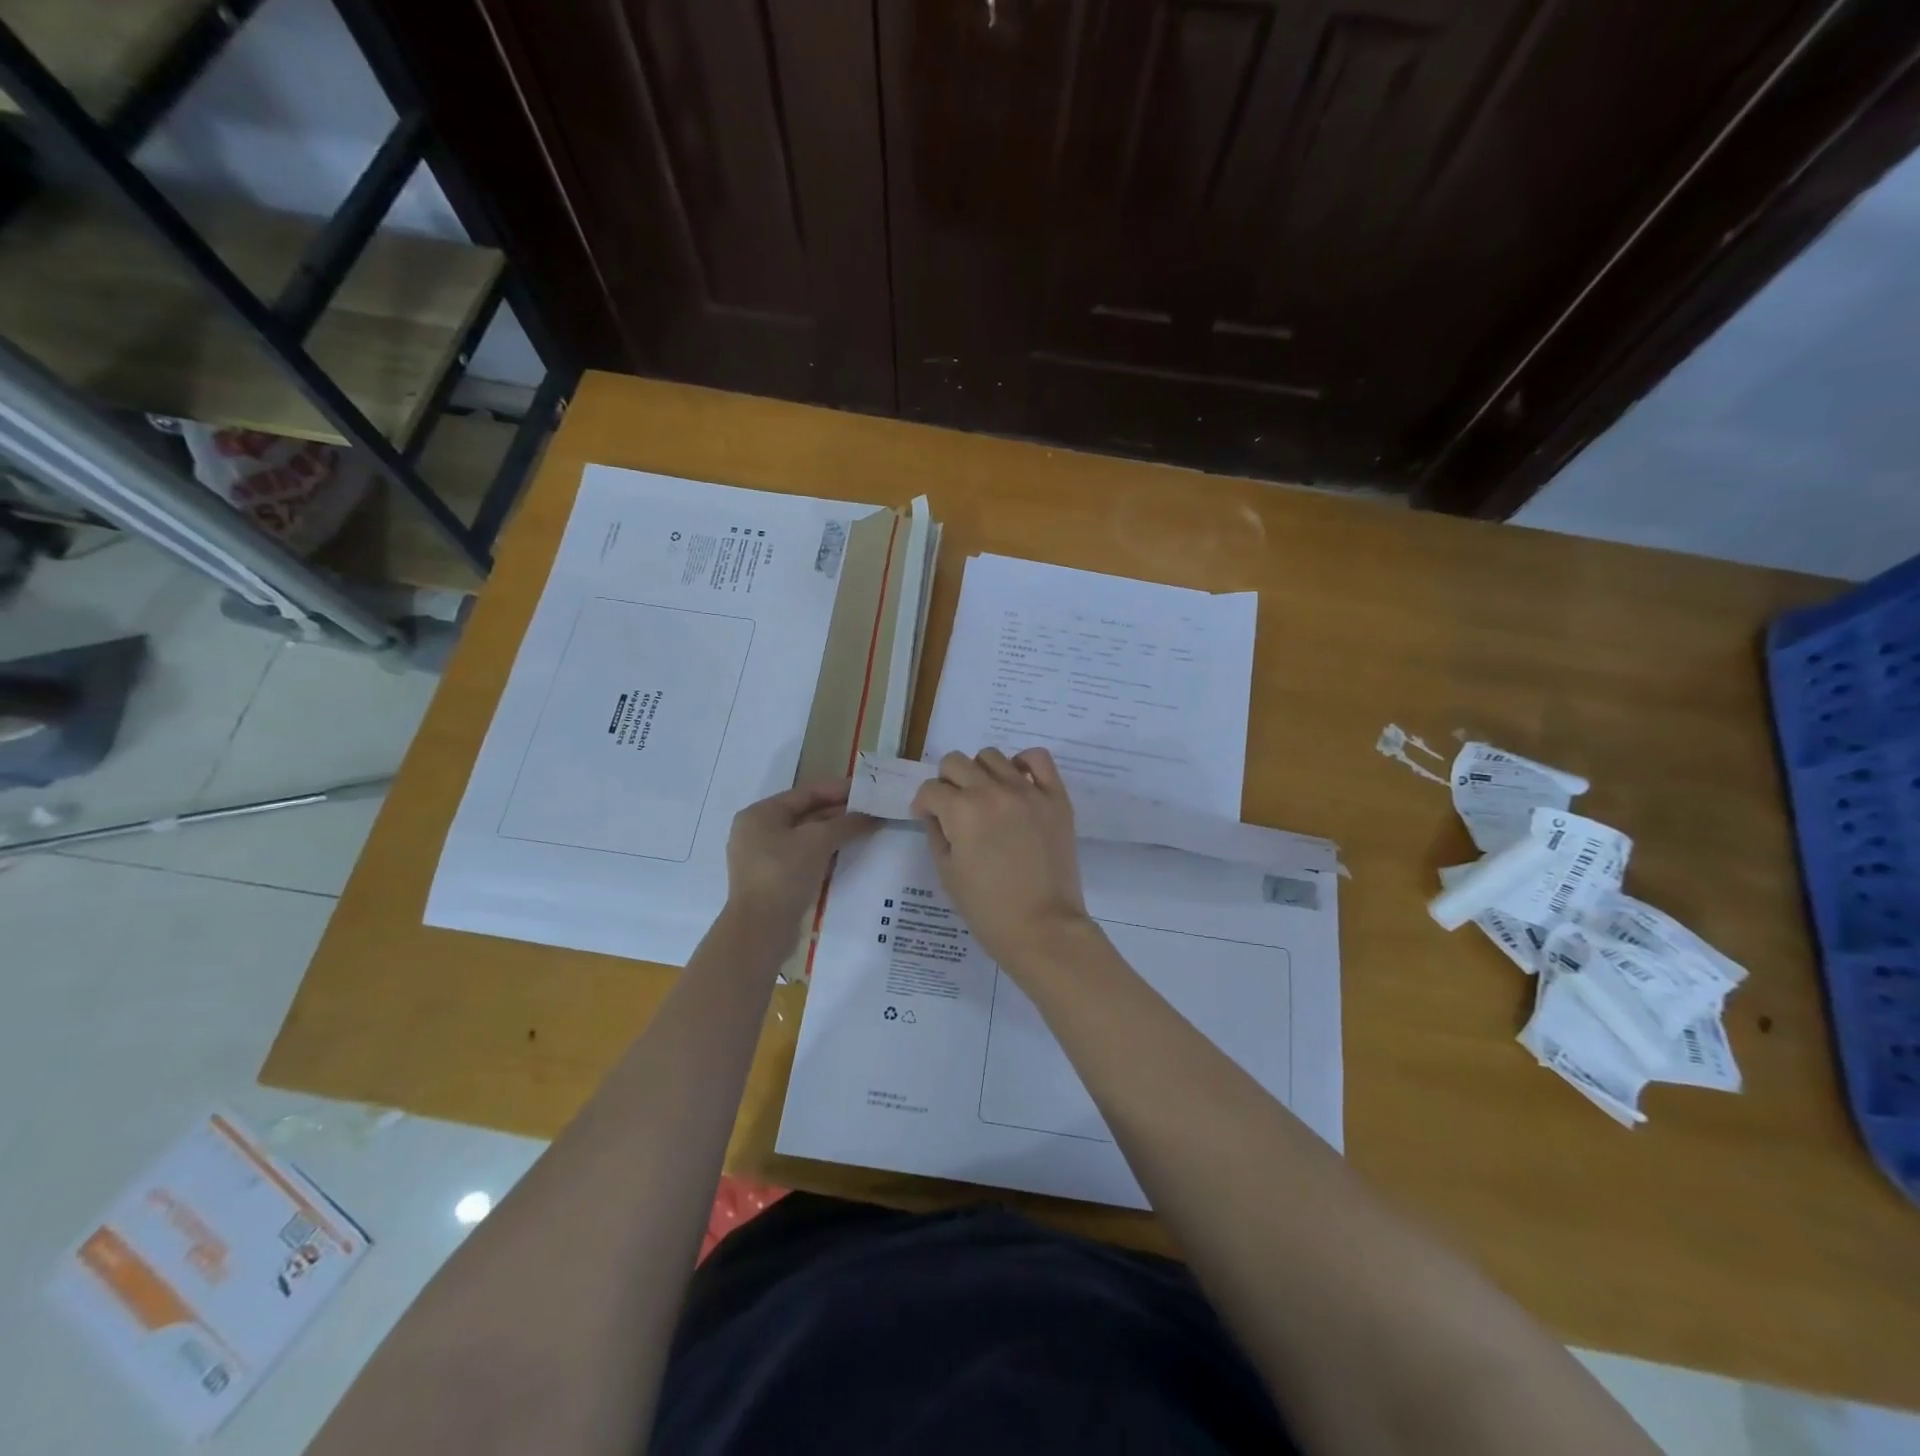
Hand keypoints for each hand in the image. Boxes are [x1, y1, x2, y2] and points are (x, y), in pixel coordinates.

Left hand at [725, 780, 875, 925]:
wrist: (761, 930)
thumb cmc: (784, 874)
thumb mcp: (818, 841)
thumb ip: (846, 823)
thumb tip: (872, 815)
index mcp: (761, 814)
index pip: (806, 792)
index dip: (839, 789)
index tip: (868, 790)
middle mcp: (758, 831)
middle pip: (806, 814)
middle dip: (840, 813)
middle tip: (873, 812)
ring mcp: (764, 858)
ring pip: (806, 837)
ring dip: (835, 834)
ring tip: (867, 831)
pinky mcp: (774, 880)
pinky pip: (804, 858)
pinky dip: (825, 853)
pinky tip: (849, 854)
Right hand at [910, 748, 1090, 967]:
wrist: (1043, 927)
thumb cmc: (988, 909)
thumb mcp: (947, 873)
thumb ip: (937, 834)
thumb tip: (936, 813)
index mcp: (962, 811)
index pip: (931, 789)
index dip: (924, 804)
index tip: (928, 819)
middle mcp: (993, 791)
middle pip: (956, 763)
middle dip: (946, 783)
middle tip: (953, 807)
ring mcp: (1028, 791)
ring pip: (992, 756)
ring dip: (980, 772)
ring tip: (986, 797)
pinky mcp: (1055, 798)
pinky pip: (1038, 758)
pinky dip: (1023, 762)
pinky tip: (1017, 782)